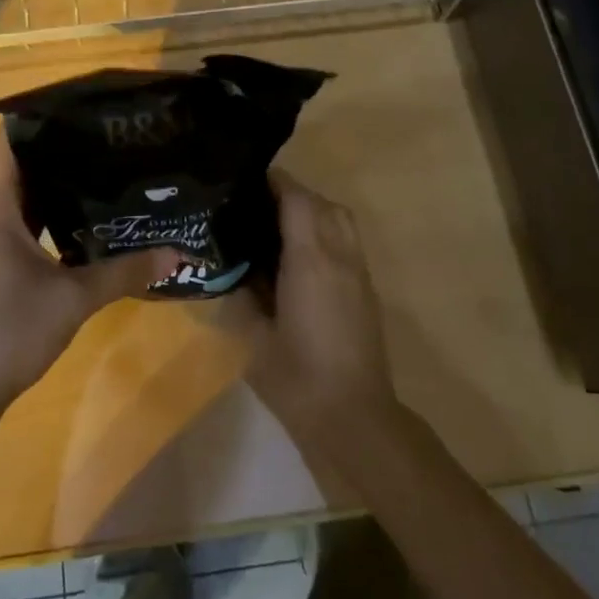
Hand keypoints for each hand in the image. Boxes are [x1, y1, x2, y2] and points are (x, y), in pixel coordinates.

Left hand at [0, 130, 178, 418]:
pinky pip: (18, 221)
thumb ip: (125, 272)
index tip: (82, 106)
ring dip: (54, 183)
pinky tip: (83, 217)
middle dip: (59, 149)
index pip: (9, 141)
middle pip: (18, 165)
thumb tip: (178, 253)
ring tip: (103, 168)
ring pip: (19, 196)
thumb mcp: (74, 299)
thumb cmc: (9, 330)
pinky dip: (47, 212)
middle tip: (108, 137)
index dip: (40, 117)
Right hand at [243, 170, 397, 445]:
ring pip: (340, 218)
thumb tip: (231, 269)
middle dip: (291, 194)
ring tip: (278, 227)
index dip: (273, 182)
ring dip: (312, 210)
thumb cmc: (298, 379)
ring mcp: (358, 272)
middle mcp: (339, 256)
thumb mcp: (253, 337)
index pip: (297, 199)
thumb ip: (240, 295)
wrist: (354, 418)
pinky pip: (347, 240)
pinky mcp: (367, 289)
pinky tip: (299, 257)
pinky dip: (325, 232)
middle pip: (322, 203)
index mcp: (310, 261)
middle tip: (255, 205)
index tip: (245, 180)